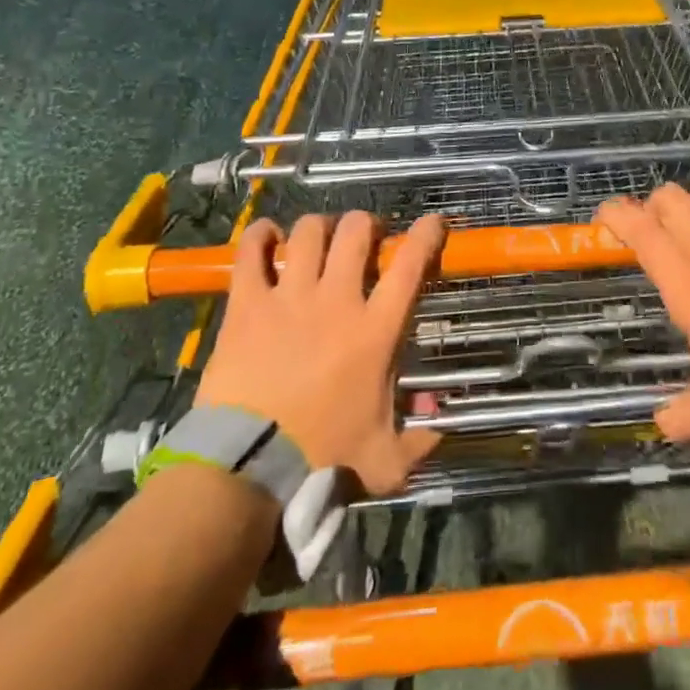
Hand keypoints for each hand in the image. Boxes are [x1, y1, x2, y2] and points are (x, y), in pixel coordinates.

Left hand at [194, 212, 443, 494]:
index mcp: (375, 330)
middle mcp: (337, 300)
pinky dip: (260, 235)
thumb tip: (441, 428)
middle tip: (365, 235)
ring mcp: (290, 297)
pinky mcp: (248, 304)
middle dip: (365, 223)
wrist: (249, 467)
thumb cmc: (321, 460)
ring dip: (319, 226)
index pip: (409, 265)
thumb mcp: (385, 460)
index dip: (425, 234)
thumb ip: (418, 442)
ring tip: (319, 235)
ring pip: (309, 232)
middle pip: (356, 232)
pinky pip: (251, 252)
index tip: (432, 222)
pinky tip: (266, 234)